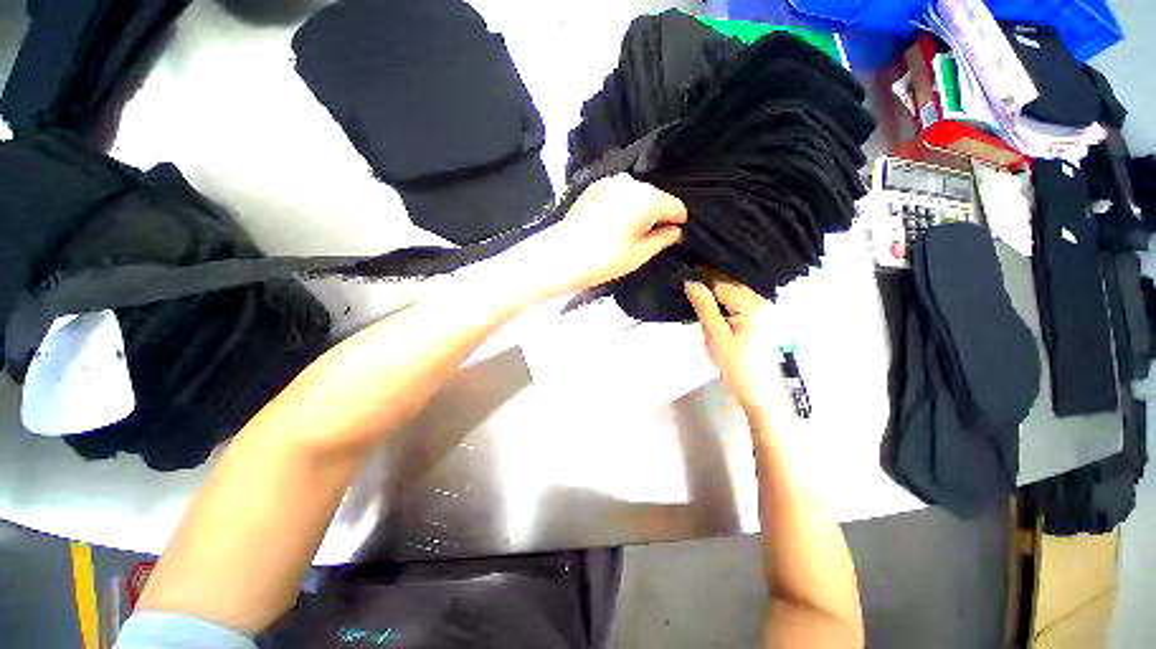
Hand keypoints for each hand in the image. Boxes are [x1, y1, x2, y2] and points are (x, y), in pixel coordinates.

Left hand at [518, 174, 685, 298]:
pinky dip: (621, 204)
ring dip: (638, 209)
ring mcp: (611, 181)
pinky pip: (618, 193)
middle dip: (657, 215)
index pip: (676, 207)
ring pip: (636, 194)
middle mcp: (632, 183)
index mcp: (648, 199)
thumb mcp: (640, 254)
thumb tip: (676, 231)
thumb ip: (663, 239)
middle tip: (645, 238)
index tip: (670, 238)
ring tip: (626, 232)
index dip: (677, 223)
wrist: (562, 255)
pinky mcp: (594, 186)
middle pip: (656, 198)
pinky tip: (611, 222)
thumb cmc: (605, 259)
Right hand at [684, 277, 779, 414]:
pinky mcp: (761, 320)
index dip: (701, 279)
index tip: (682, 275)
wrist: (759, 393)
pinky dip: (724, 302)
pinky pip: (739, 303)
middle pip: (730, 285)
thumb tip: (690, 282)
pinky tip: (711, 306)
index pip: (721, 283)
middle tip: (685, 284)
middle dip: (708, 282)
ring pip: (734, 293)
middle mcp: (761, 302)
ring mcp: (763, 311)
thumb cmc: (736, 365)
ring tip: (694, 292)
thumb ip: (704, 306)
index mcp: (752, 304)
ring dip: (715, 292)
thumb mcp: (715, 335)